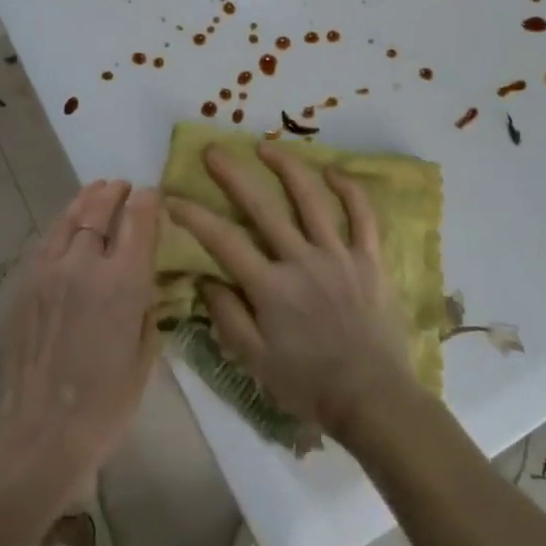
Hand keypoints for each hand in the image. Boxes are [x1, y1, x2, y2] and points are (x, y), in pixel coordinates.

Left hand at [0, 180, 162, 495]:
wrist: (40, 432)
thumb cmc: (106, 404)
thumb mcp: (145, 354)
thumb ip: (147, 306)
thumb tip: (147, 279)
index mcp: (122, 282)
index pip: (138, 221)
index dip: (147, 201)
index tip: (152, 193)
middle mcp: (84, 265)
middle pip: (100, 211)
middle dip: (115, 193)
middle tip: (123, 186)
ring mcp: (49, 271)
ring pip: (69, 219)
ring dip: (86, 201)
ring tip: (96, 190)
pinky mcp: (25, 284)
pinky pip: (47, 241)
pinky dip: (62, 225)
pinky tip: (68, 224)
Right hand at [166, 143, 418, 439]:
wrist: (373, 399)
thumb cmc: (308, 384)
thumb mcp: (254, 360)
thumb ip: (226, 315)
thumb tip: (203, 276)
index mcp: (271, 287)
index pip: (223, 241)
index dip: (194, 216)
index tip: (172, 197)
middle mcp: (302, 261)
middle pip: (262, 207)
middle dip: (233, 175)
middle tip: (213, 150)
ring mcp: (339, 255)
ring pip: (311, 199)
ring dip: (287, 167)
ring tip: (267, 146)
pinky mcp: (369, 259)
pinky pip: (362, 215)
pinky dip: (349, 189)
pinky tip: (333, 170)